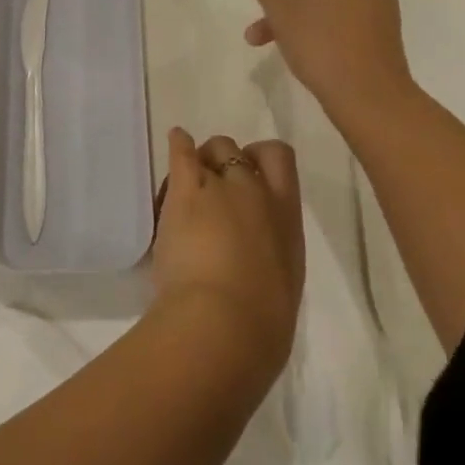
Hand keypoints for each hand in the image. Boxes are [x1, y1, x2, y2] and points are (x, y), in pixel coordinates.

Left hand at [152, 128, 303, 384]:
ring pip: (214, 148)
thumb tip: (256, 258)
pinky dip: (179, 144)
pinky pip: (183, 153)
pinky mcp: (187, 190)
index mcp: (288, 219)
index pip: (282, 161)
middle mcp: (258, 193)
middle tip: (213, 182)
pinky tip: (176, 140)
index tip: (251, 172)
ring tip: (190, 174)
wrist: (225, 324)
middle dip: (228, 162)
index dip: (263, 160)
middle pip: (242, 154)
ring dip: (204, 159)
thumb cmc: (260, 323)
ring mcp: (222, 187)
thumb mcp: (281, 283)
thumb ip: (270, 255)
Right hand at [246, 0, 417, 124]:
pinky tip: (302, 52)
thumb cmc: (321, 43)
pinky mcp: (383, 31)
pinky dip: (322, 27)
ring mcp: (380, 4)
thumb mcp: (281, 9)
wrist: (370, 97)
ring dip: (298, 13)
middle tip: (263, 15)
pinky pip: (345, 17)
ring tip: (266, 42)